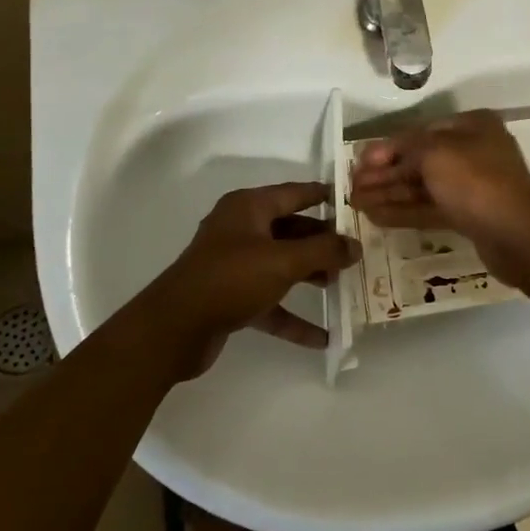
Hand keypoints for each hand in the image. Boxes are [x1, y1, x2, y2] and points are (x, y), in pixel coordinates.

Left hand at [137, 181, 359, 377]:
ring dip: (311, 276)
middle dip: (323, 243)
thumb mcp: (283, 261)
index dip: (324, 195)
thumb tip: (355, 245)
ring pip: (282, 265)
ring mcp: (235, 265)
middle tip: (356, 251)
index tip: (354, 201)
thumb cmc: (230, 279)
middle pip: (291, 230)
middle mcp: (241, 230)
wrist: (173, 330)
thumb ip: (324, 252)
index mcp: (249, 208)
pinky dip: (293, 316)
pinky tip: (322, 337)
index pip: (295, 193)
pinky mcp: (231, 297)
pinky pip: (270, 301)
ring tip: (343, 287)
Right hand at [350, 111, 529, 284]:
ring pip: (423, 186)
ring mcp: (473, 186)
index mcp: (472, 126)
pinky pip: (431, 208)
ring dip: (389, 193)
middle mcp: (474, 151)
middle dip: (385, 173)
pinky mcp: (470, 216)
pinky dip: (404, 211)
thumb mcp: (435, 153)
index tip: (359, 163)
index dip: (387, 148)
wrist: (516, 234)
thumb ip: (404, 149)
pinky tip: (375, 216)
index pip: (420, 132)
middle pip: (420, 160)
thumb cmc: (475, 182)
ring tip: (355, 204)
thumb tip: (378, 155)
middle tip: (351, 187)